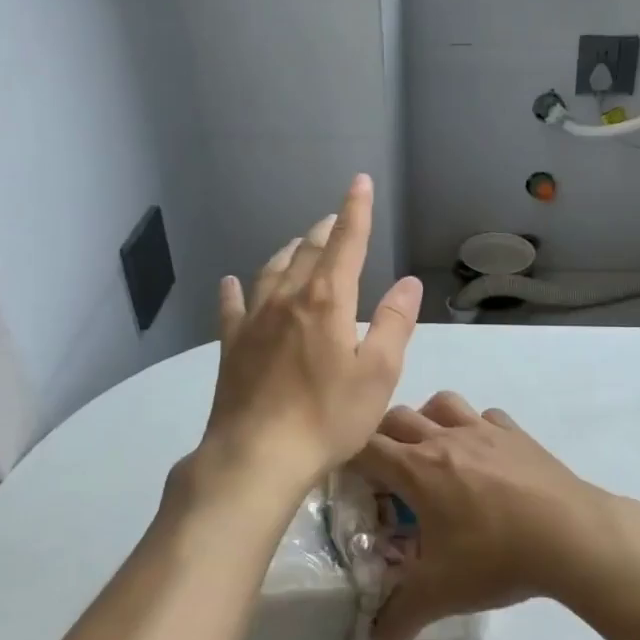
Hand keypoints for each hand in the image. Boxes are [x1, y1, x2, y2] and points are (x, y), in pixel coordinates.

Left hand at [197, 174, 421, 501]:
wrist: (257, 456)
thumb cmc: (328, 417)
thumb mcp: (378, 374)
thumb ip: (393, 323)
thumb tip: (408, 283)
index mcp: (328, 301)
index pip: (346, 243)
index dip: (356, 211)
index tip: (359, 182)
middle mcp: (288, 299)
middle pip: (308, 252)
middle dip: (325, 230)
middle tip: (334, 218)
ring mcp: (254, 321)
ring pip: (272, 271)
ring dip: (288, 252)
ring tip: (297, 243)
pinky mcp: (231, 346)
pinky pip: (232, 307)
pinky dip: (235, 290)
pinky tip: (231, 282)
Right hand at [349, 391, 616, 639]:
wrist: (570, 535)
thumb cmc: (496, 557)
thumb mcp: (441, 594)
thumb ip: (401, 617)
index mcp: (417, 469)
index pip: (366, 447)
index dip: (348, 457)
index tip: (346, 476)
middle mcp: (445, 439)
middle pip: (398, 417)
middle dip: (383, 437)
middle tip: (386, 471)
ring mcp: (484, 430)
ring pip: (443, 403)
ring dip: (428, 419)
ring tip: (432, 451)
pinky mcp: (516, 434)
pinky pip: (486, 416)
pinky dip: (476, 427)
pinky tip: (483, 455)